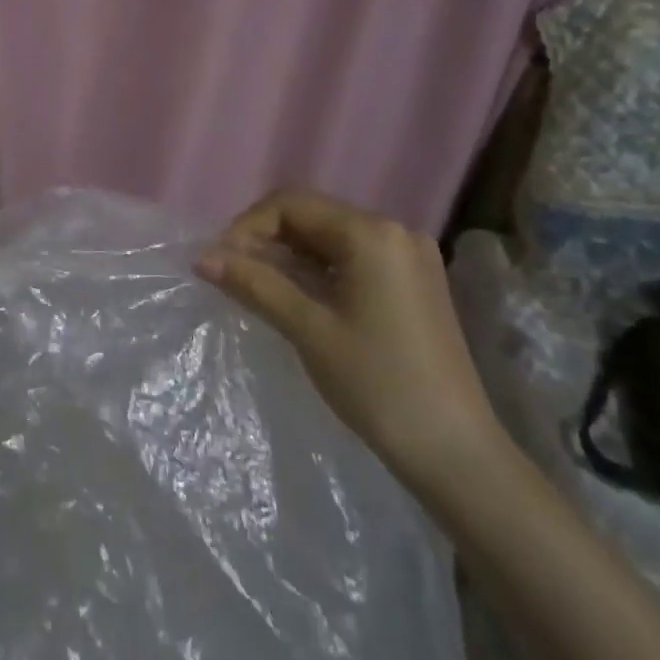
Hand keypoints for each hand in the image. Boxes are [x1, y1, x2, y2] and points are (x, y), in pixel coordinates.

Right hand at [197, 189, 504, 486]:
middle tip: (233, 273)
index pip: (292, 205)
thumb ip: (254, 283)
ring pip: (330, 237)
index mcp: (371, 233)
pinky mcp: (414, 282)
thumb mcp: (307, 329)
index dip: (248, 226)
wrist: (457, 455)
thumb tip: (202, 256)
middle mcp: (394, 231)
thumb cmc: (377, 385)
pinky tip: (297, 296)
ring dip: (290, 255)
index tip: (220, 260)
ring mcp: (409, 256)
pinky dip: (319, 269)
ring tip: (257, 286)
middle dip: (267, 239)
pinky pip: (353, 257)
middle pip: (313, 216)